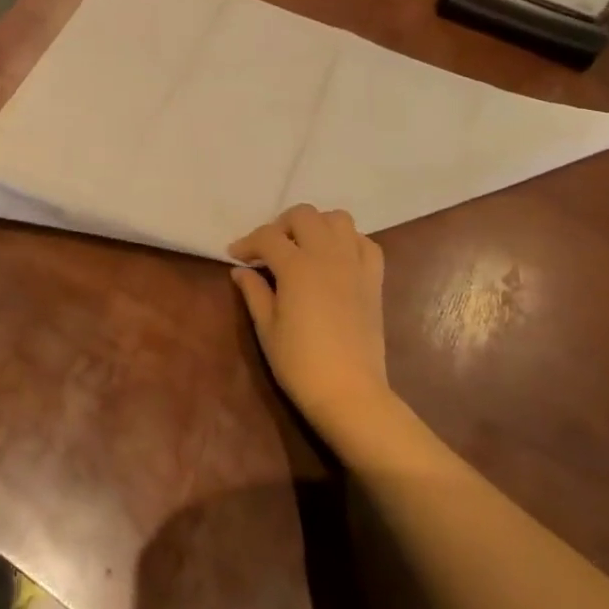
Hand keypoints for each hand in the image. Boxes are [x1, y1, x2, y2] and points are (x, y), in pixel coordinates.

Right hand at [228, 205, 391, 438]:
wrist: (351, 394)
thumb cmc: (301, 364)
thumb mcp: (267, 329)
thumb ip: (254, 292)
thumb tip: (241, 271)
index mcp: (297, 267)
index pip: (267, 237)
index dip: (247, 243)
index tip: (235, 255)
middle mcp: (327, 255)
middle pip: (304, 215)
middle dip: (281, 225)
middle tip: (270, 250)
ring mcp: (354, 265)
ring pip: (338, 219)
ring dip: (317, 225)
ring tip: (304, 247)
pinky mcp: (374, 280)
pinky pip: (365, 244)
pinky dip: (349, 242)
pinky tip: (336, 259)